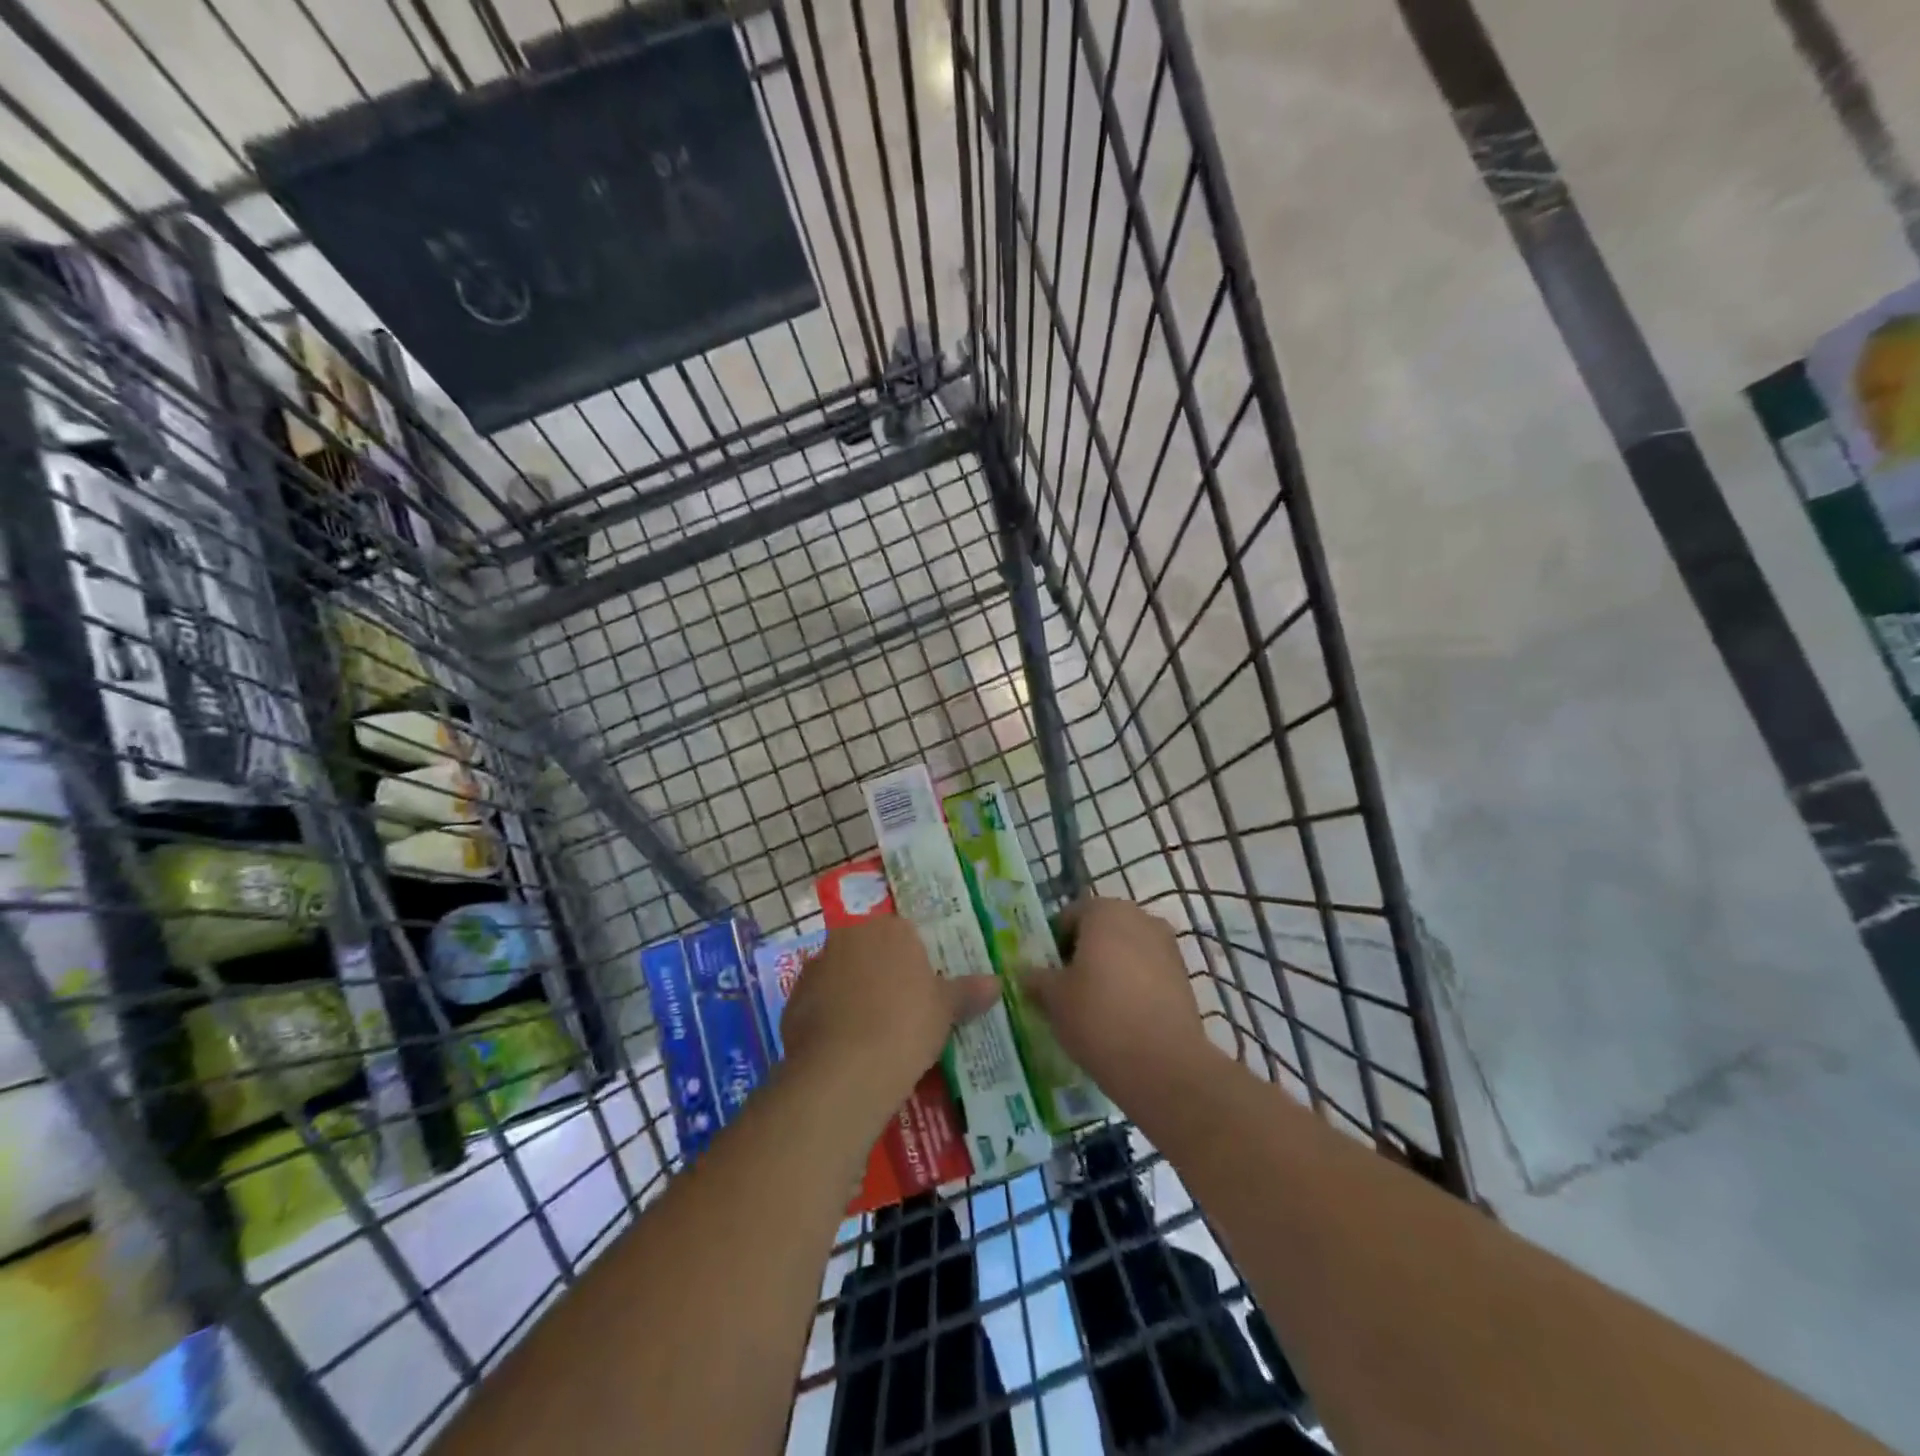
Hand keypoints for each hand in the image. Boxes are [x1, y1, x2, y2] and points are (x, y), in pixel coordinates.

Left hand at [779, 916, 1000, 1124]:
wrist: (845, 1070)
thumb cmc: (906, 1026)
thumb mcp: (946, 1010)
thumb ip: (968, 992)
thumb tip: (996, 983)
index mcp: (889, 929)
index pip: (904, 933)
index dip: (914, 961)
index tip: (922, 989)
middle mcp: (848, 937)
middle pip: (869, 950)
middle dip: (881, 973)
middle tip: (900, 1010)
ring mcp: (816, 967)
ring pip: (842, 975)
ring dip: (853, 994)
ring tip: (872, 1033)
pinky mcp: (793, 1000)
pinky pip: (820, 1003)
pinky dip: (831, 1018)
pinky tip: (846, 1048)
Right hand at [1023, 897, 1211, 1097]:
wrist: (1162, 1064)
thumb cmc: (1097, 1016)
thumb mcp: (1052, 998)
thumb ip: (1037, 979)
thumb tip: (1028, 974)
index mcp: (1105, 911)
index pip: (1070, 915)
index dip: (1054, 943)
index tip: (1047, 973)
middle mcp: (1140, 918)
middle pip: (1102, 930)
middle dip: (1084, 953)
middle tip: (1068, 988)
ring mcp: (1167, 946)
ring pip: (1127, 951)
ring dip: (1110, 970)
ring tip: (1095, 1007)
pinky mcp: (1184, 977)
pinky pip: (1148, 973)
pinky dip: (1133, 987)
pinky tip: (1122, 1019)